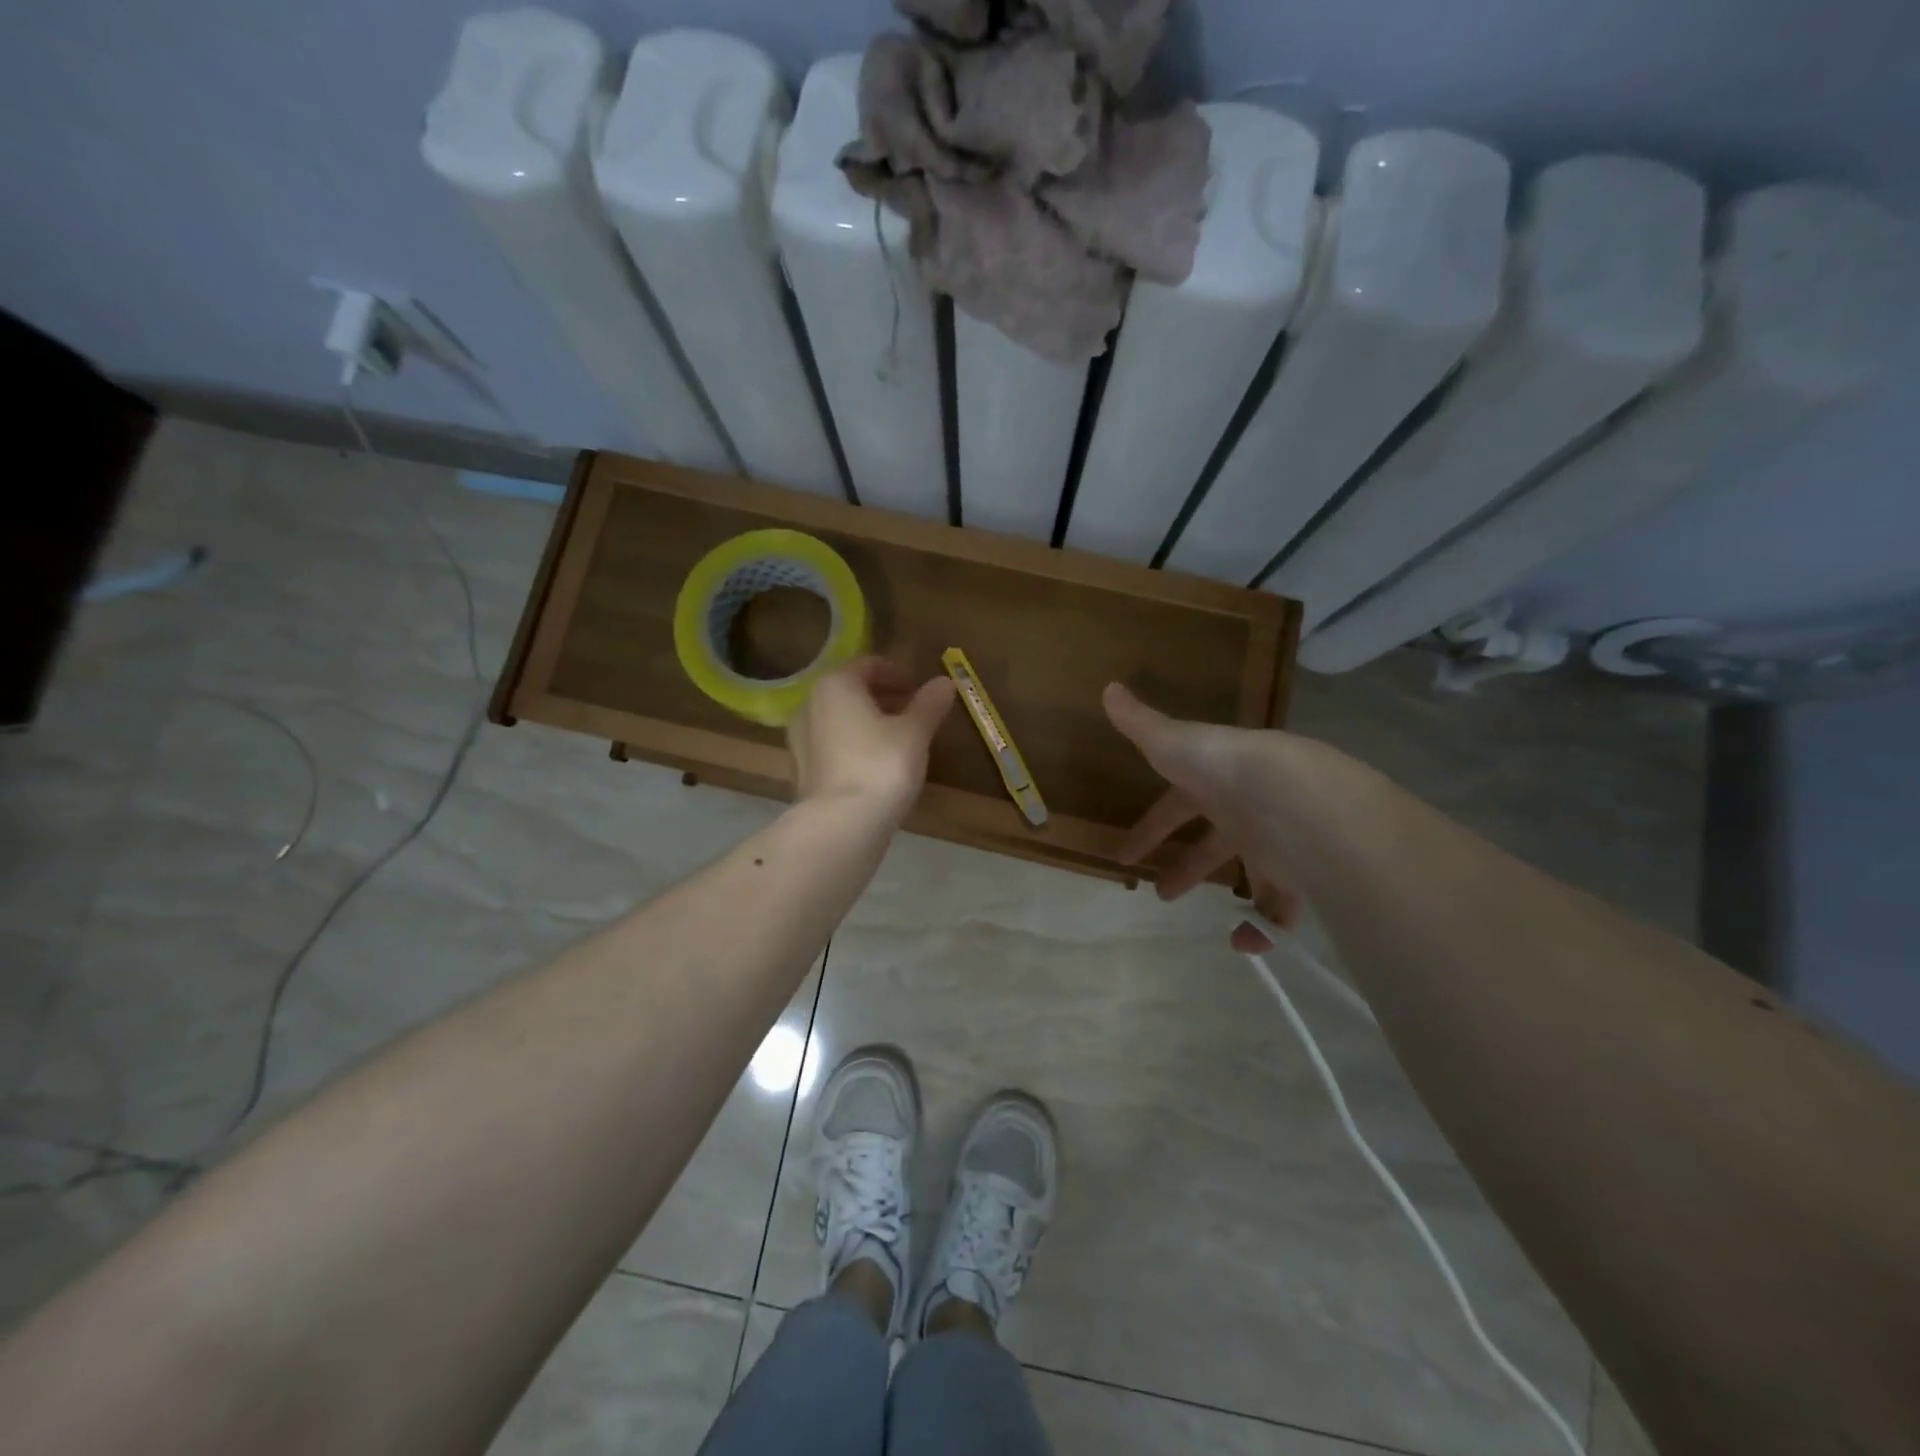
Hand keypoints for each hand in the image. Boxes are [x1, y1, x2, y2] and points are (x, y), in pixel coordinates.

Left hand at [789, 658, 955, 822]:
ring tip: (899, 741)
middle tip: (914, 714)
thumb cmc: (881, 766)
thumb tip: (945, 682)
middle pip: (851, 691)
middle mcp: (810, 705)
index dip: (898, 674)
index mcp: (835, 685)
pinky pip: (832, 746)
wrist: (841, 825)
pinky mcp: (801, 771)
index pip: (869, 665)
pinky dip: (854, 746)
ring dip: (868, 723)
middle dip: (883, 698)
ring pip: (840, 720)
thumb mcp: (915, 733)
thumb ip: (929, 704)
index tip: (920, 691)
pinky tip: (876, 766)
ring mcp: (800, 740)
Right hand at [1103, 682, 1303, 951]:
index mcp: (1215, 783)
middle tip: (1162, 893)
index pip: (1176, 806)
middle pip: (1215, 843)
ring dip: (1237, 901)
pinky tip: (1248, 942)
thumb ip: (1140, 724)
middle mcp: (1248, 811)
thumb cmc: (1224, 768)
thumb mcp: (1173, 743)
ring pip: (1257, 875)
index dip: (1151, 828)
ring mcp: (1277, 843)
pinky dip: (1270, 927)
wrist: (1295, 797)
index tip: (1126, 854)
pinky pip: (1286, 907)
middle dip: (1188, 867)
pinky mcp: (1301, 875)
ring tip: (1224, 932)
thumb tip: (1108, 688)